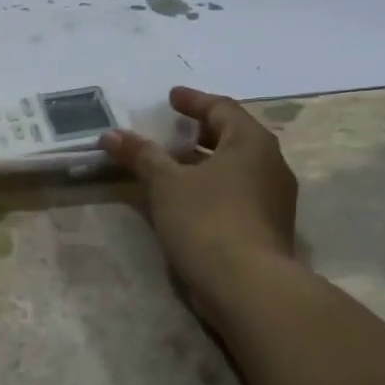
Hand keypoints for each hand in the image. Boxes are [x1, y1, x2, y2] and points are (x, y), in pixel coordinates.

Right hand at [100, 87, 298, 317]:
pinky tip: (187, 198)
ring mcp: (274, 198)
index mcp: (251, 142)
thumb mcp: (166, 183)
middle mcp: (271, 164)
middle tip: (171, 130)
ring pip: (236, 167)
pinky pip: (237, 192)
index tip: (171, 97)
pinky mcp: (268, 227)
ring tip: (173, 165)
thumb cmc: (207, 220)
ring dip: (204, 161)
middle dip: (199, 131)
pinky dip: (212, 185)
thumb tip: (110, 134)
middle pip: (232, 136)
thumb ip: (140, 155)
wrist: (248, 287)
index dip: (193, 101)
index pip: (222, 108)